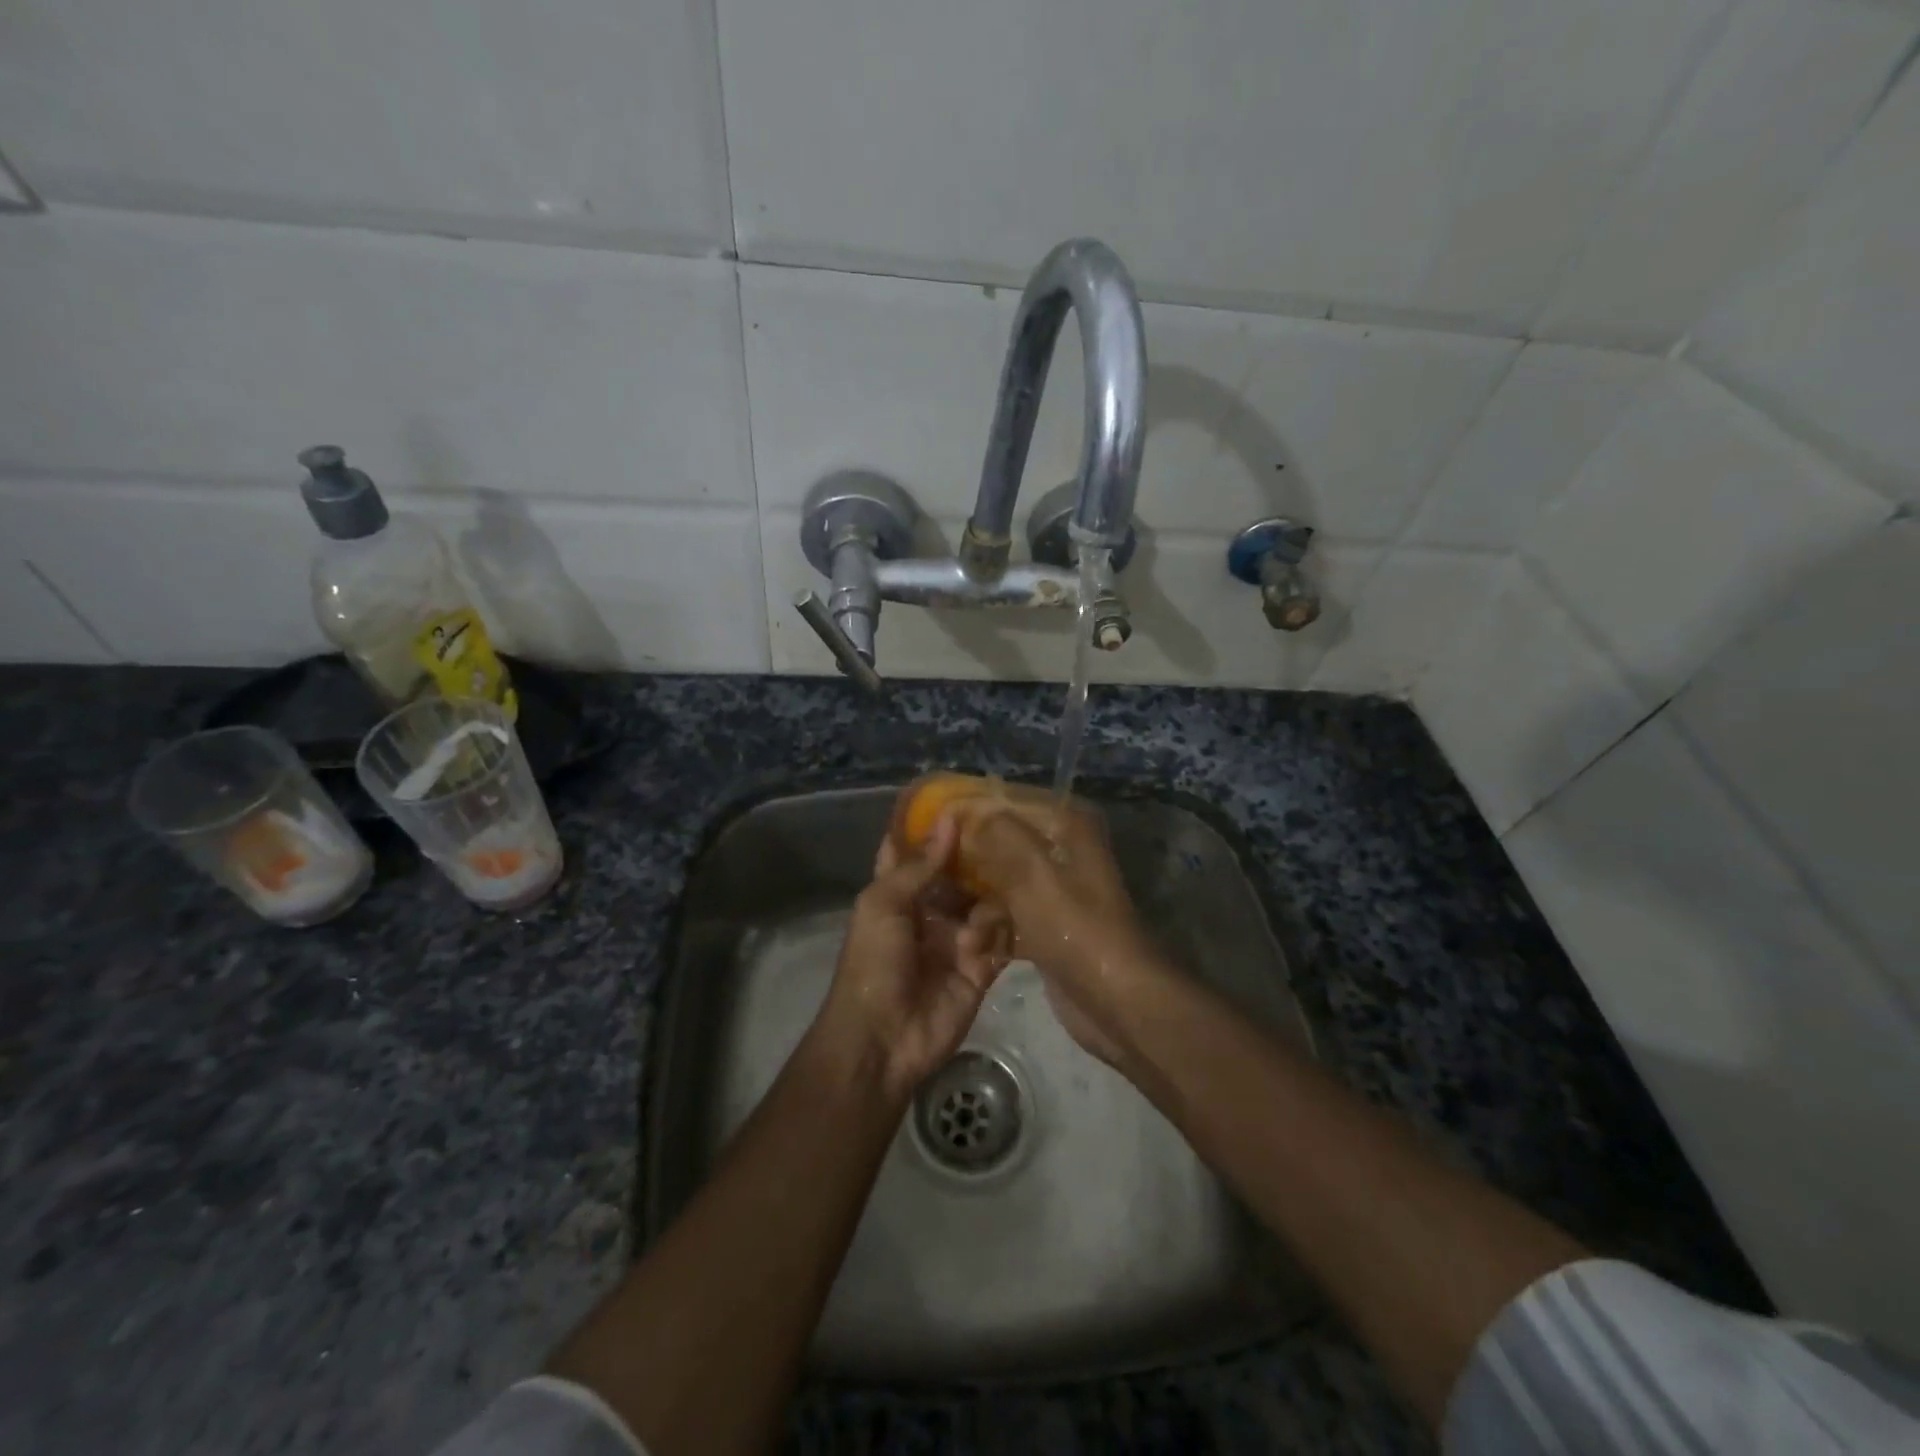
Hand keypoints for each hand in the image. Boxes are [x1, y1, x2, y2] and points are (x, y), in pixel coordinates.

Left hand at [814, 817, 1007, 1101]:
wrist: (883, 1038)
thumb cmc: (873, 963)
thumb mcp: (883, 904)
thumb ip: (920, 865)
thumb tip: (950, 819)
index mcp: (900, 894)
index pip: (917, 852)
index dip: (933, 828)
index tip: (962, 799)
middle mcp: (931, 911)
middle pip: (963, 875)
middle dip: (978, 861)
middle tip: (1006, 839)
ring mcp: (958, 939)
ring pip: (988, 903)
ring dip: (985, 907)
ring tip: (973, 926)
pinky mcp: (982, 967)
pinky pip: (1002, 938)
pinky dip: (997, 936)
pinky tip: (980, 946)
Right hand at [951, 799, 1167, 1068]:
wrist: (1114, 1000)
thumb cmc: (1074, 927)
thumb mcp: (1033, 871)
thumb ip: (997, 832)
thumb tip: (966, 812)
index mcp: (1068, 826)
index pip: (1010, 802)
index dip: (972, 810)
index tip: (934, 825)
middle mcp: (1063, 852)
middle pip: (1001, 845)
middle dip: (969, 867)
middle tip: (936, 883)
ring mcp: (1055, 892)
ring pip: (1000, 885)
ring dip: (978, 909)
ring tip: (966, 936)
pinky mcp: (1047, 927)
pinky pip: (1007, 917)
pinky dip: (991, 932)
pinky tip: (976, 949)